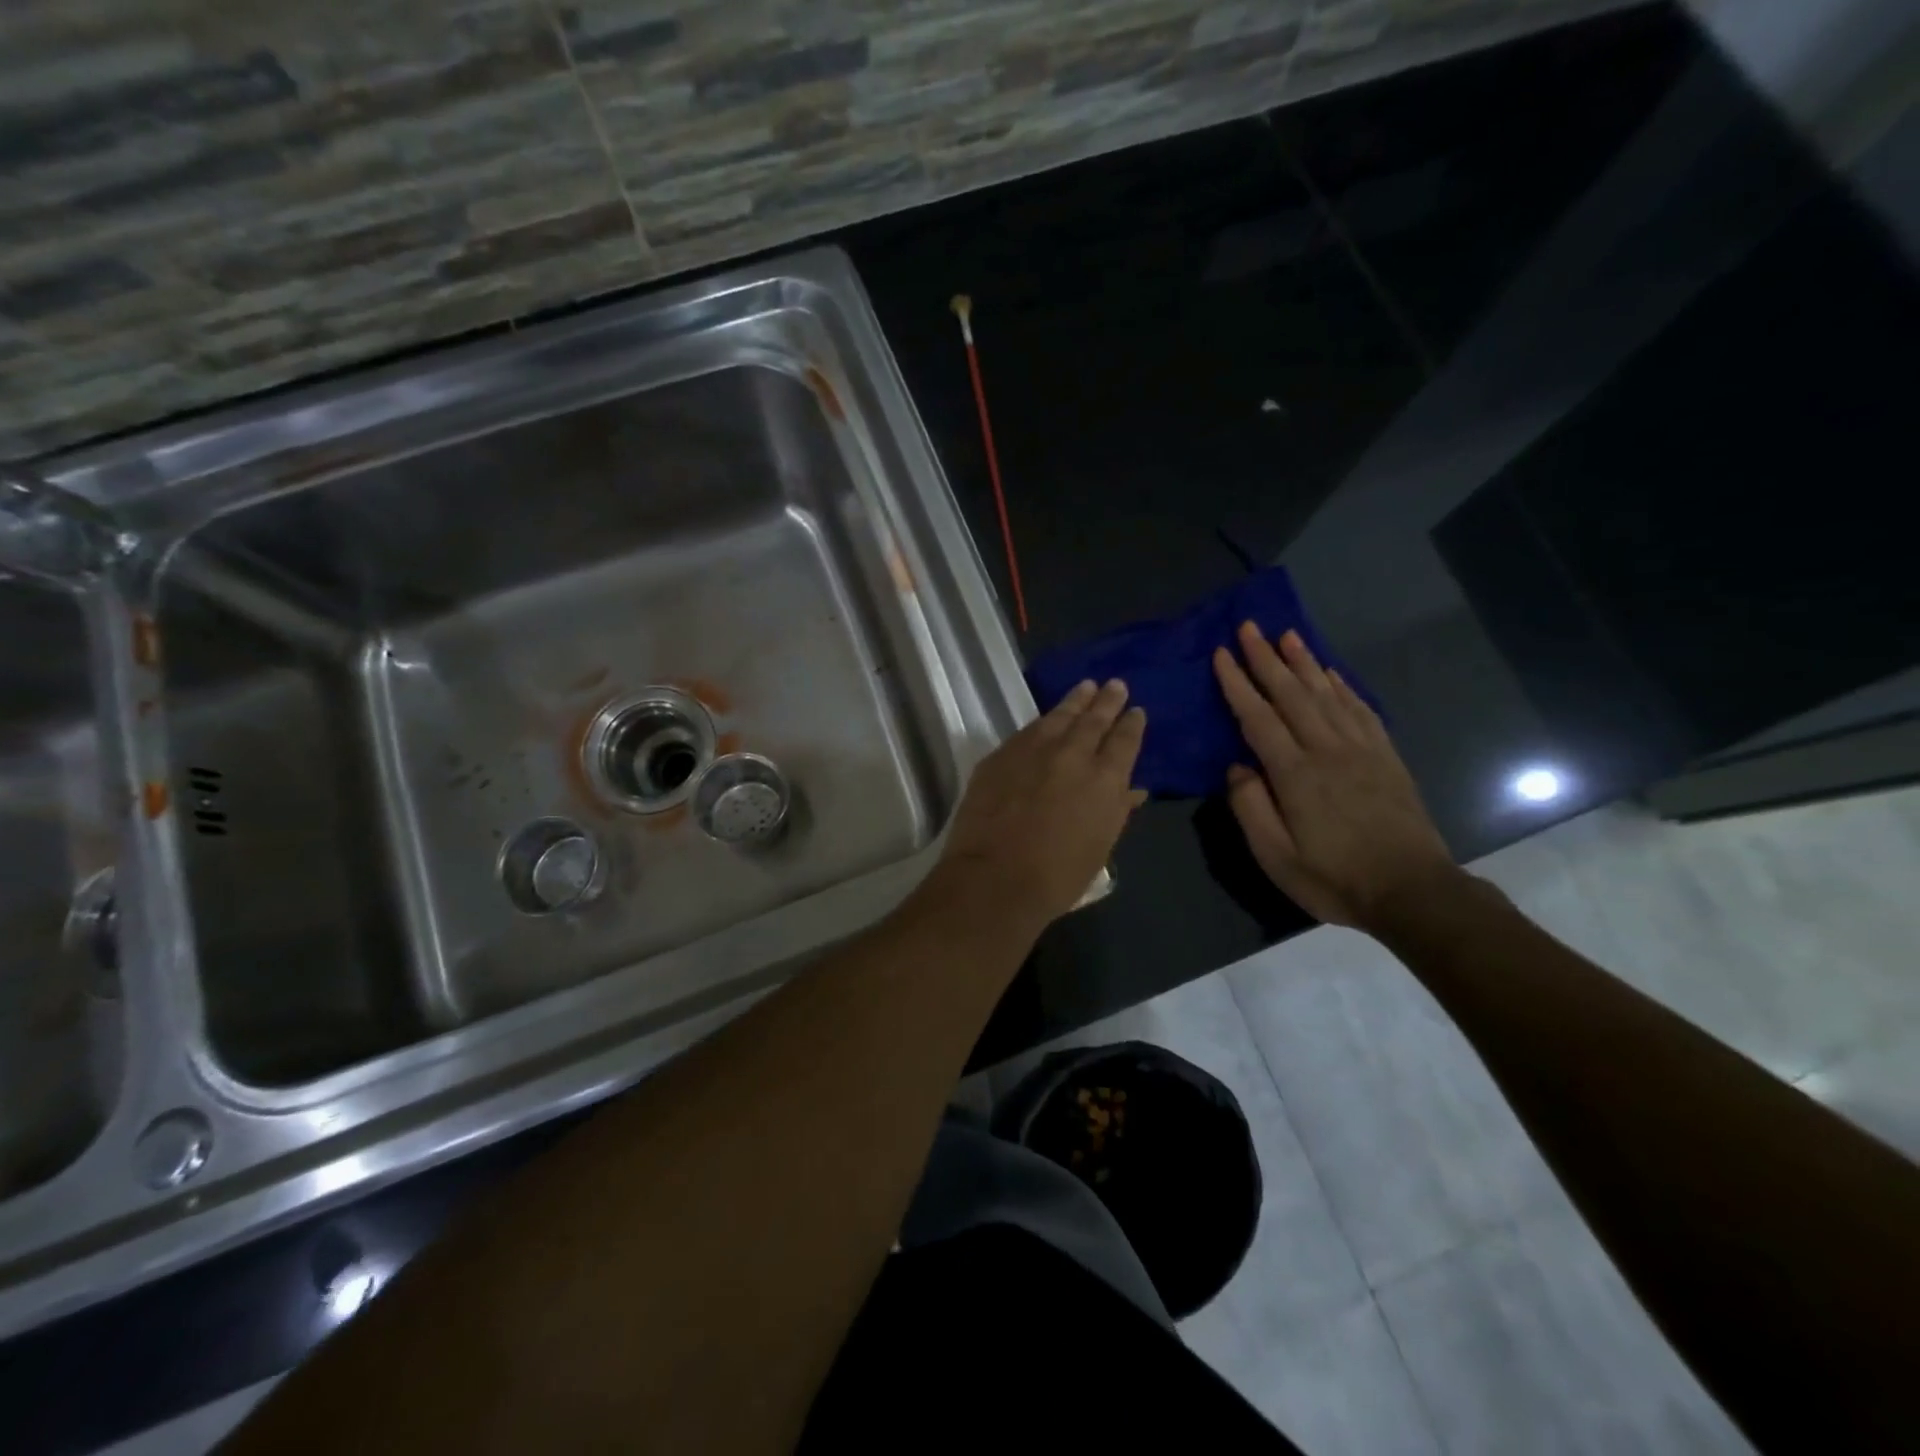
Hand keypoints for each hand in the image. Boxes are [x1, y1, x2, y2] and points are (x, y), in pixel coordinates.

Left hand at [929, 679, 1147, 931]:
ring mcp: (1033, 750)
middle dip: (1107, 701)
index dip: (1132, 724)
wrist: (994, 877)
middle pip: (1094, 719)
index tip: (1136, 711)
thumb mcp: (1099, 847)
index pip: (1125, 741)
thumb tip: (1133, 790)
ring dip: (1075, 700)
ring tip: (1085, 687)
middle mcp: (1072, 754)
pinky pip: (1028, 730)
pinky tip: (1046, 719)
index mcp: (1105, 779)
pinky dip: (1043, 721)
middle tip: (1116, 684)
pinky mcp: (1001, 755)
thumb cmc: (1057, 876)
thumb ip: (1117, 811)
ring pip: (1059, 716)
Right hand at [1213, 624, 1456, 931]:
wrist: (1413, 891)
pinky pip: (1360, 710)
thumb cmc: (1334, 878)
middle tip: (1250, 625)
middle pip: (1292, 694)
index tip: (1222, 653)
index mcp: (1295, 773)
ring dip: (1303, 662)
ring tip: (1287, 634)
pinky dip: (1342, 686)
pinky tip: (1331, 672)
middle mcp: (1327, 749)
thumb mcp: (1276, 857)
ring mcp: (1361, 750)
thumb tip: (1236, 766)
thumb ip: (1251, 807)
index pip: (1258, 717)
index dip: (1237, 683)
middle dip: (1267, 658)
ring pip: (1327, 693)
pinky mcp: (1385, 757)